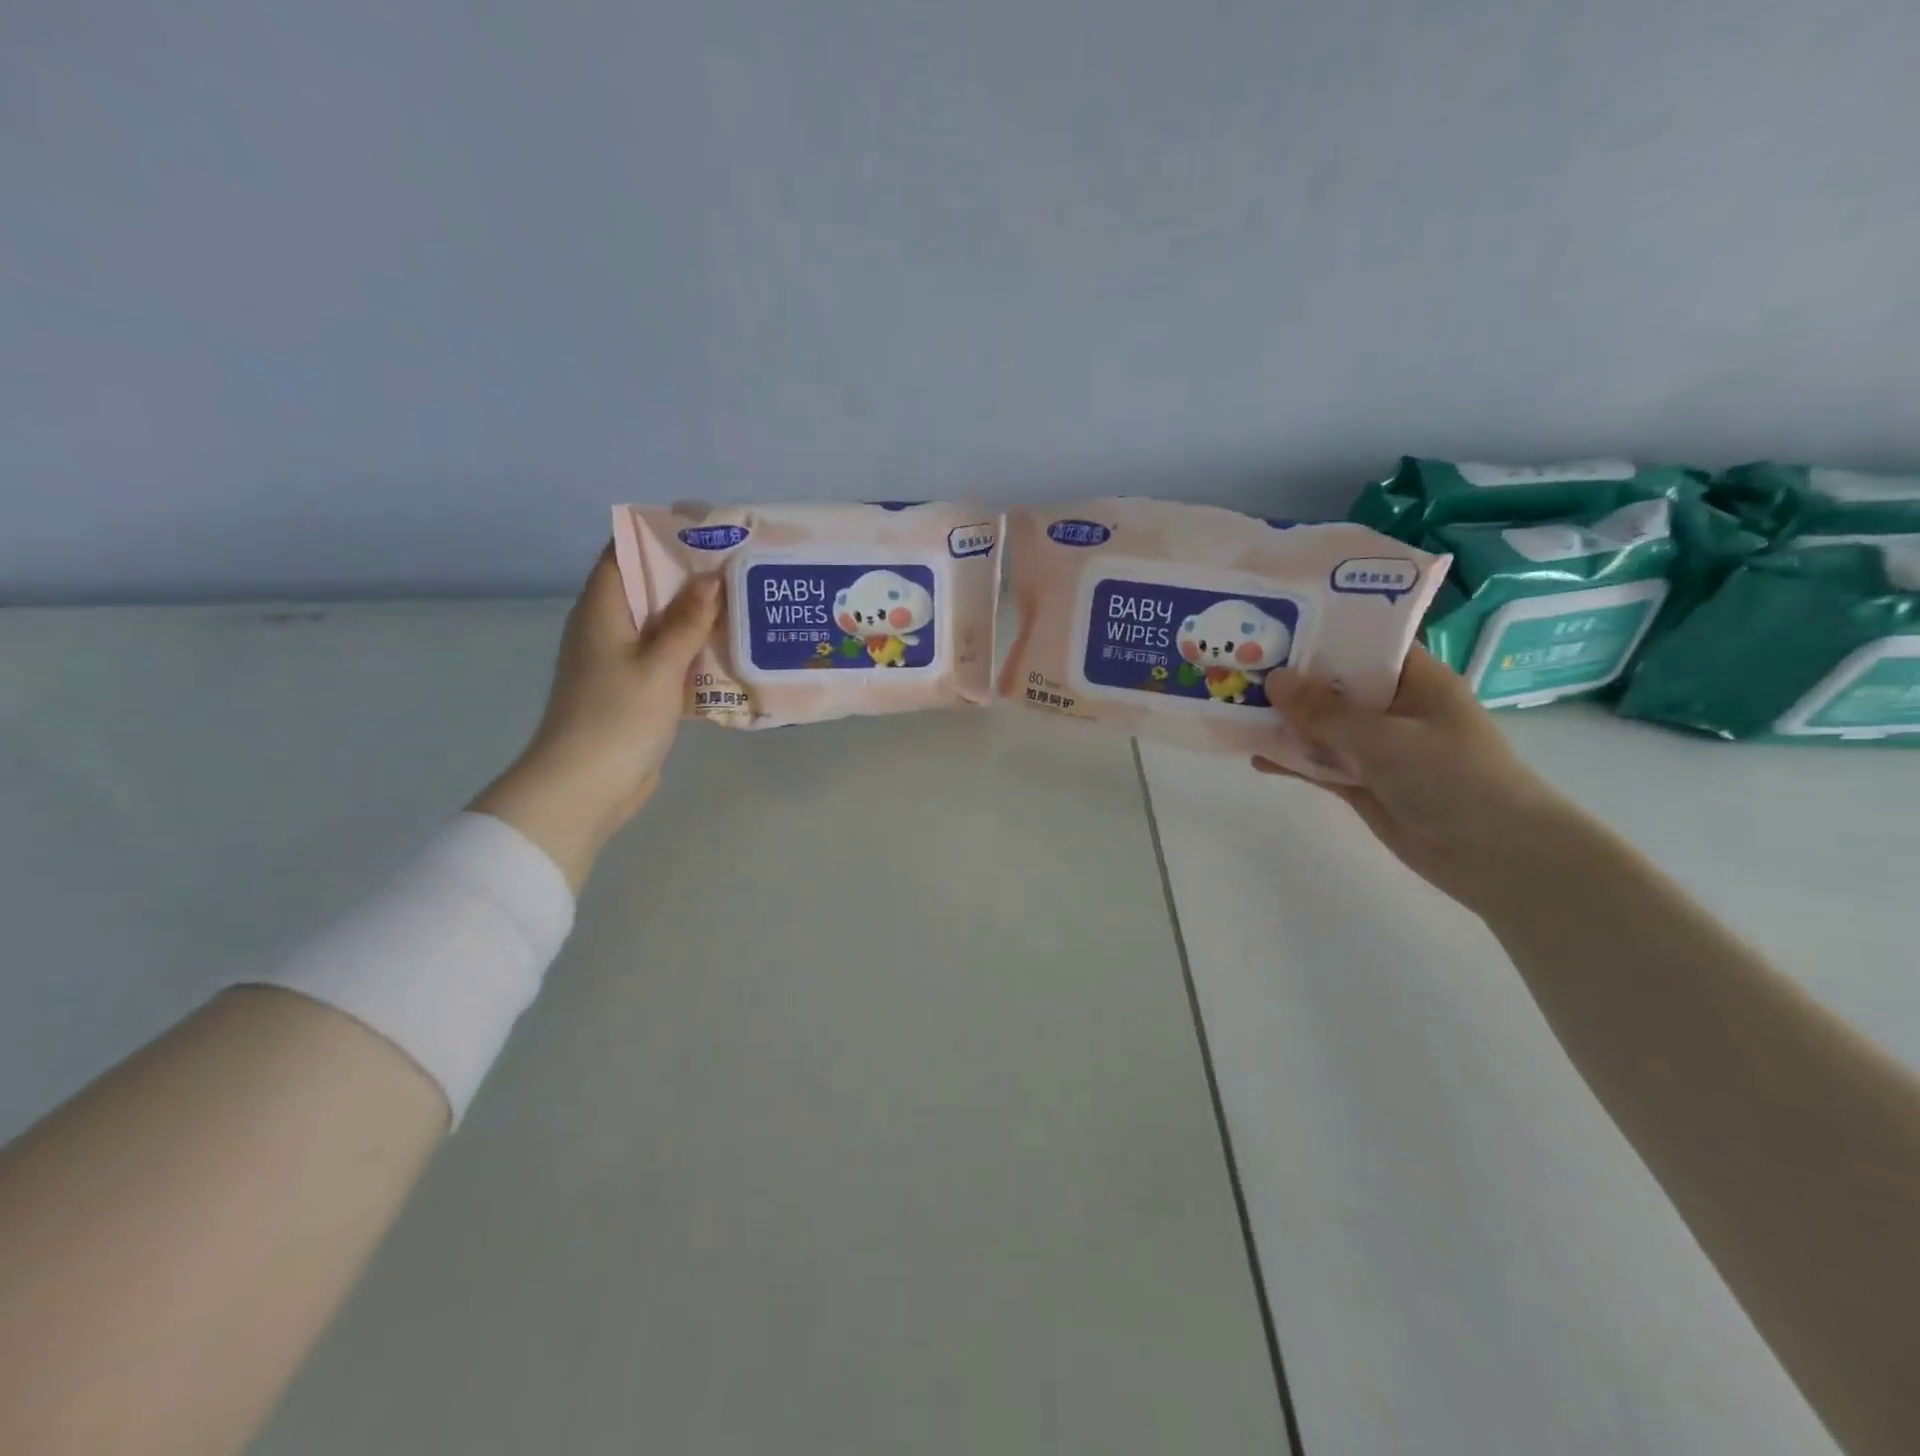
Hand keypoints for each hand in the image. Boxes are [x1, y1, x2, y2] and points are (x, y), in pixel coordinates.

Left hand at [471, 544, 720, 890]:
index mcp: (602, 610)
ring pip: (661, 627)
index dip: (660, 537)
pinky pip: (666, 660)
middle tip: (739, 568)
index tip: (706, 532)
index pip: (624, 554)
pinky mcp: (634, 691)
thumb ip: (688, 622)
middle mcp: (607, 629)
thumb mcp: (660, 665)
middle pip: (648, 590)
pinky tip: (728, 652)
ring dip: (696, 619)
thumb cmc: (618, 716)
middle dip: (690, 578)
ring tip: (743, 604)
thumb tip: (712, 579)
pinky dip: (692, 653)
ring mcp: (619, 662)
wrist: (586, 786)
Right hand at [1253, 647, 1583, 912]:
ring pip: (1322, 726)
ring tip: (1234, 708)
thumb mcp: (1385, 738)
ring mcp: (1378, 748)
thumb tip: (1273, 680)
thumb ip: (1325, 712)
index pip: (1364, 643)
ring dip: (1284, 721)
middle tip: (1239, 664)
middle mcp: (1394, 708)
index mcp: (1415, 680)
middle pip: (1334, 685)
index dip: (1322, 632)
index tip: (1273, 624)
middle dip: (1291, 679)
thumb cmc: (1452, 778)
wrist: (1495, 856)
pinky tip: (1254, 757)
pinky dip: (1291, 760)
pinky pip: (1320, 764)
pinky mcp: (1364, 783)